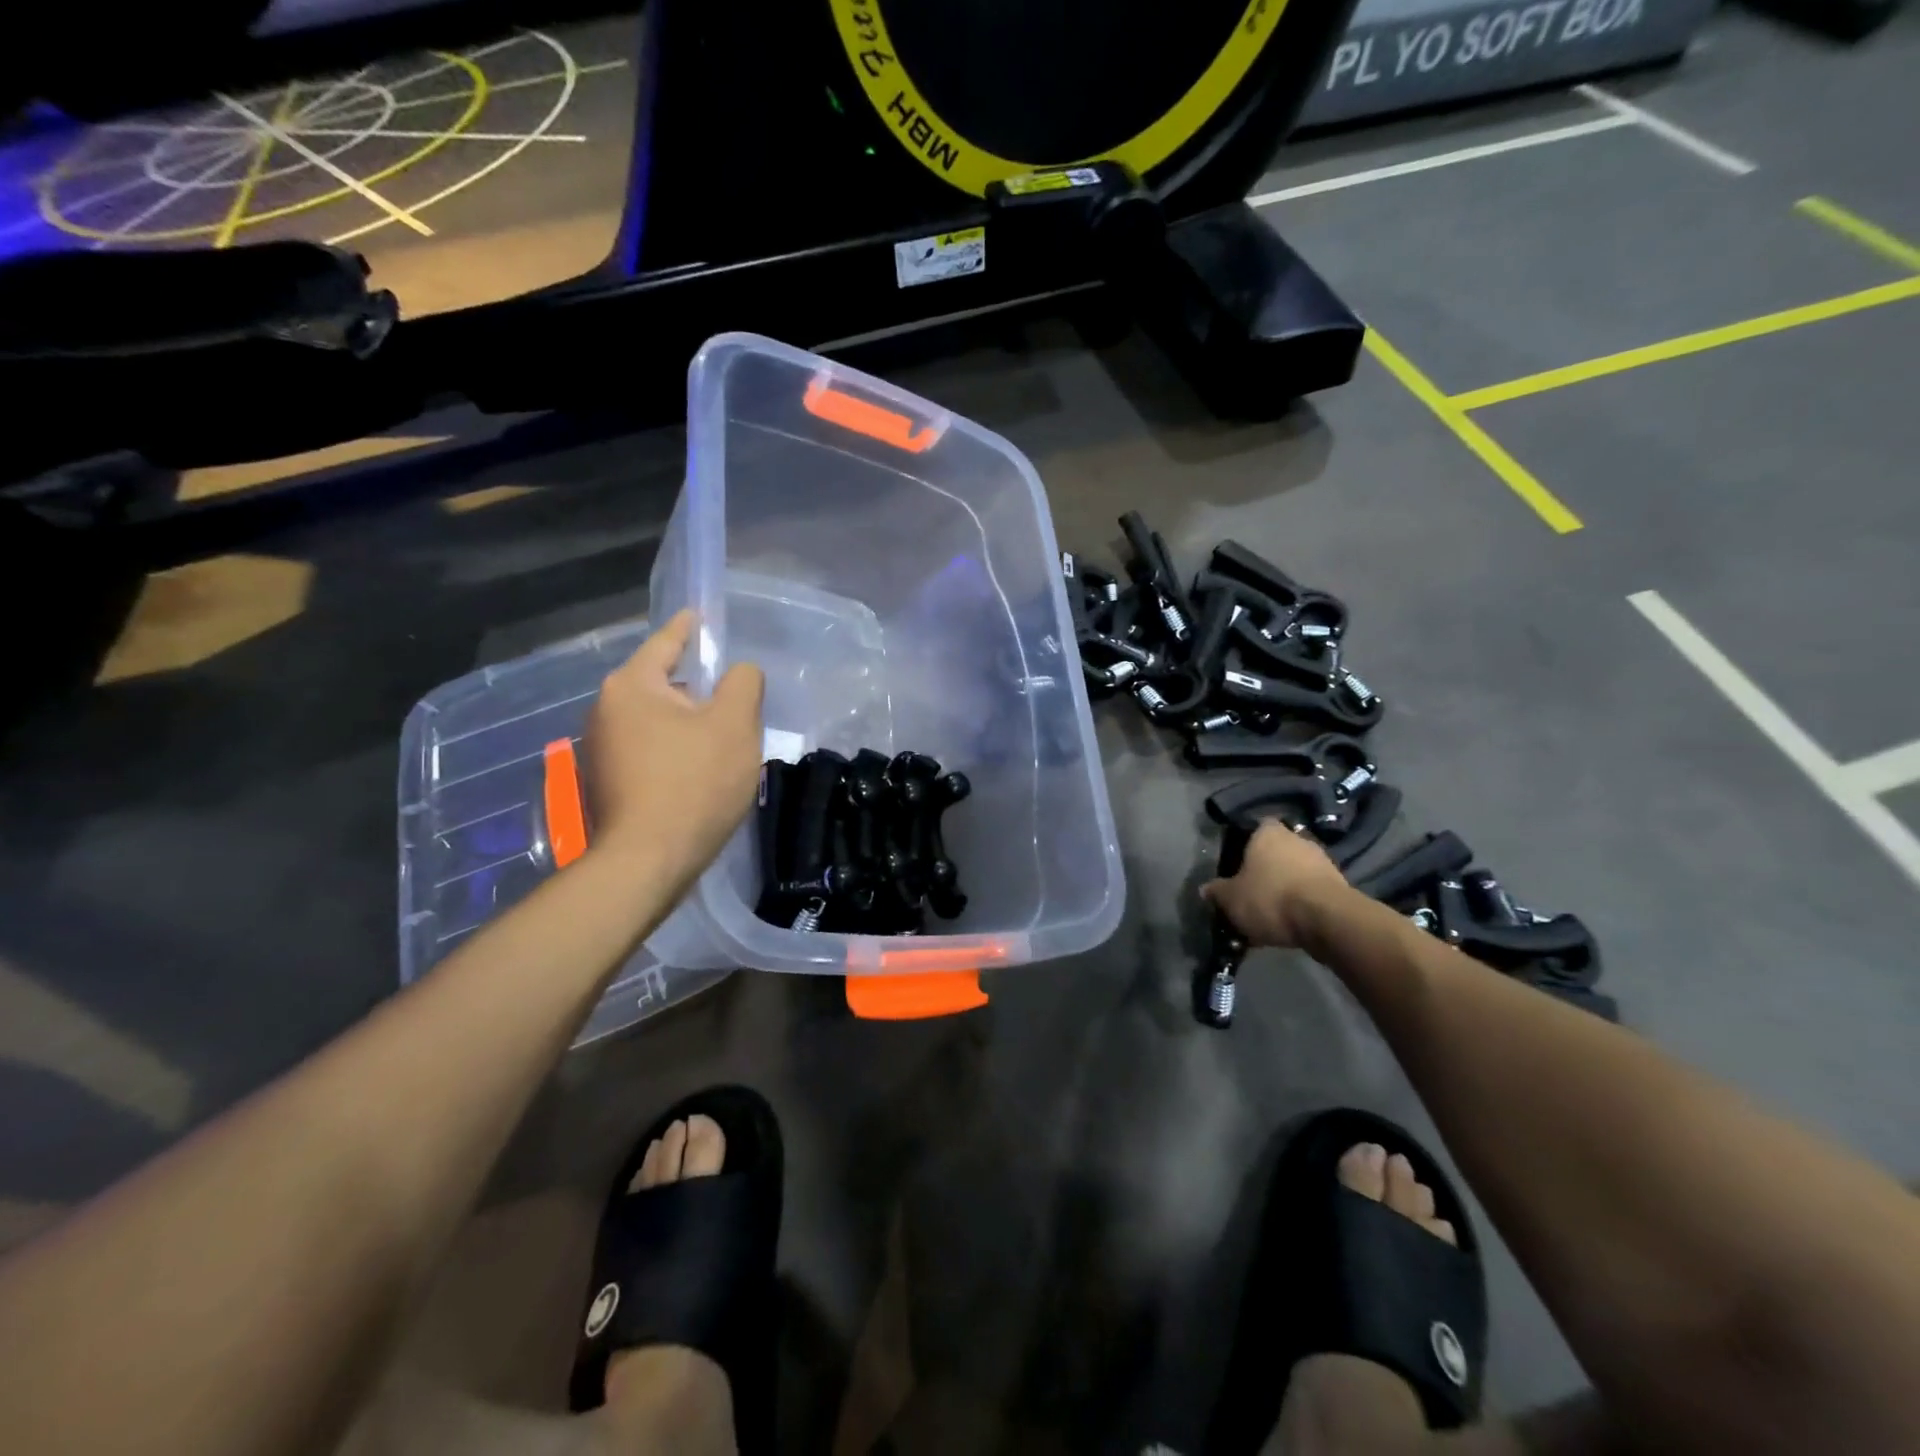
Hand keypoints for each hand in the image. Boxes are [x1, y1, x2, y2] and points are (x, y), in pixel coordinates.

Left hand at [586, 609, 763, 893]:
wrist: (648, 861)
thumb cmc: (694, 783)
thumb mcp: (734, 725)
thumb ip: (743, 683)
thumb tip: (739, 671)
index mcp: (631, 686)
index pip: (666, 642)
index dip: (690, 628)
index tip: (702, 615)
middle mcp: (606, 709)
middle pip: (661, 684)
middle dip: (696, 687)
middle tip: (733, 698)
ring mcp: (601, 749)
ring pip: (656, 720)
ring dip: (687, 723)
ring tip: (722, 740)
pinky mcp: (607, 782)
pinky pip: (649, 749)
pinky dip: (674, 749)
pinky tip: (698, 771)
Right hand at [1201, 819, 1352, 949]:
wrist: (1327, 920)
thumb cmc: (1271, 897)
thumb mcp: (1231, 899)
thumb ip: (1216, 892)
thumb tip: (1205, 889)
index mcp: (1267, 833)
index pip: (1254, 826)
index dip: (1244, 842)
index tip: (1236, 861)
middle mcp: (1296, 838)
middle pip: (1276, 849)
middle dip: (1265, 867)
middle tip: (1251, 888)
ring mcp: (1321, 860)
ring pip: (1295, 870)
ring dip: (1285, 885)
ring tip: (1270, 910)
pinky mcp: (1339, 884)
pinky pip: (1311, 889)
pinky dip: (1301, 901)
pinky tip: (1290, 921)